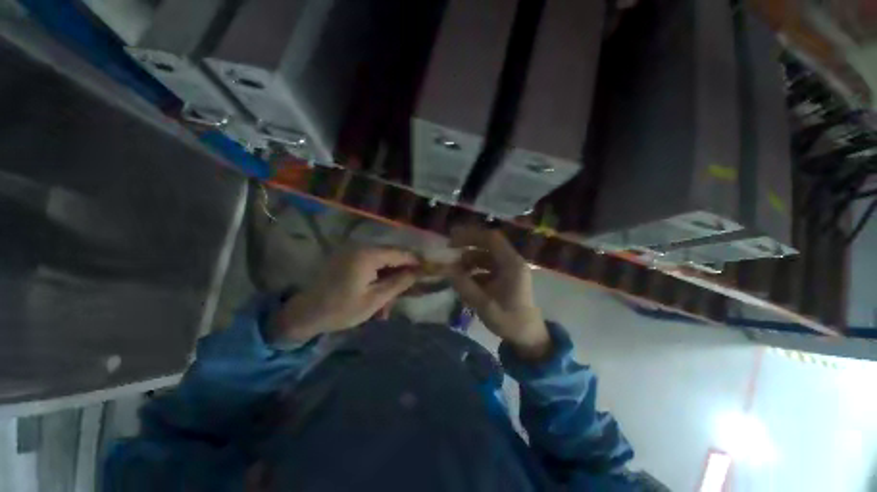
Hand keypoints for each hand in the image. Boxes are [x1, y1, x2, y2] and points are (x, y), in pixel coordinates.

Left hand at [272, 247, 418, 341]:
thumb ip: (399, 283)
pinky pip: (370, 264)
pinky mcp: (347, 258)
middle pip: (391, 256)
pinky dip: (377, 278)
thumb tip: (418, 272)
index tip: (428, 270)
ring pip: (381, 261)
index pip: (400, 253)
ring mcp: (352, 252)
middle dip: (401, 273)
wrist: (305, 314)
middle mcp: (361, 247)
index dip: (415, 261)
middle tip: (409, 290)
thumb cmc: (341, 309)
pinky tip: (378, 294)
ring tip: (389, 301)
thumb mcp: (375, 299)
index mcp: (368, 255)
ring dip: (389, 278)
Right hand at [448, 225, 550, 359]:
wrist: (528, 337)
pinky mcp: (505, 277)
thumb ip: (465, 286)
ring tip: (455, 272)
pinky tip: (464, 282)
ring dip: (469, 260)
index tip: (452, 240)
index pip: (491, 239)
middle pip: (488, 244)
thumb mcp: (484, 305)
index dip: (471, 236)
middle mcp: (511, 262)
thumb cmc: (510, 321)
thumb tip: (447, 270)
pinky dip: (474, 271)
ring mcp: (508, 269)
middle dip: (467, 245)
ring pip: (485, 256)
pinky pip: (486, 267)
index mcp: (512, 264)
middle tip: (449, 249)